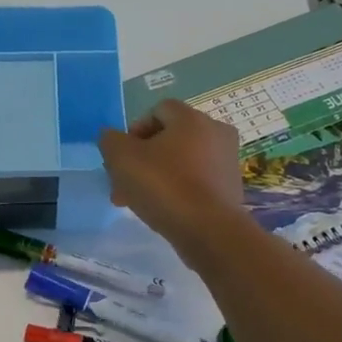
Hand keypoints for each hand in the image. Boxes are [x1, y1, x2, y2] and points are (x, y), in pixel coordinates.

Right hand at [98, 100, 245, 256]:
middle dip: (142, 159)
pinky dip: (178, 190)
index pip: (158, 110)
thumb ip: (110, 140)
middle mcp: (215, 132)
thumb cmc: (164, 185)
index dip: (134, 130)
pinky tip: (162, 210)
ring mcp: (227, 161)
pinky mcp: (231, 188)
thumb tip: (113, 138)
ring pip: (182, 162)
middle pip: (170, 138)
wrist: (209, 231)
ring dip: (157, 176)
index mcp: (192, 118)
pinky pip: (197, 181)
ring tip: (137, 202)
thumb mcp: (121, 158)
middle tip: (123, 183)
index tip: (122, 156)